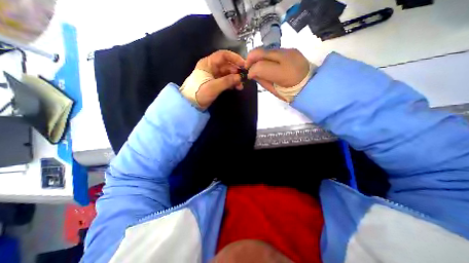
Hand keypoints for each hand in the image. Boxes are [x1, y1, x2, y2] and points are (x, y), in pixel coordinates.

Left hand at [196, 49, 245, 107]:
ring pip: (227, 73)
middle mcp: (211, 67)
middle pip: (226, 65)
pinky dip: (231, 83)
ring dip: (234, 78)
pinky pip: (225, 80)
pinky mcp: (214, 83)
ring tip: (240, 86)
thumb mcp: (213, 87)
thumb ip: (227, 81)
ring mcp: (213, 75)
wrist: (190, 104)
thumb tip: (240, 78)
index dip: (234, 58)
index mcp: (208, 63)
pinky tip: (236, 87)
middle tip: (243, 78)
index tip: (244, 65)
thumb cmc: (199, 93)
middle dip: (236, 71)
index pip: (223, 55)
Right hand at [246, 47, 310, 99]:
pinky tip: (268, 63)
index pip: (260, 66)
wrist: (311, 85)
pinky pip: (275, 50)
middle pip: (261, 52)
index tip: (249, 75)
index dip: (251, 70)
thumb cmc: (291, 92)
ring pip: (267, 49)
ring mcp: (290, 51)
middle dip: (251, 58)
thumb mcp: (274, 91)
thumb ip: (262, 81)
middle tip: (248, 66)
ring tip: (257, 65)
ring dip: (259, 56)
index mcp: (282, 73)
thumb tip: (253, 74)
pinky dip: (268, 56)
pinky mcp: (292, 49)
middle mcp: (286, 57)